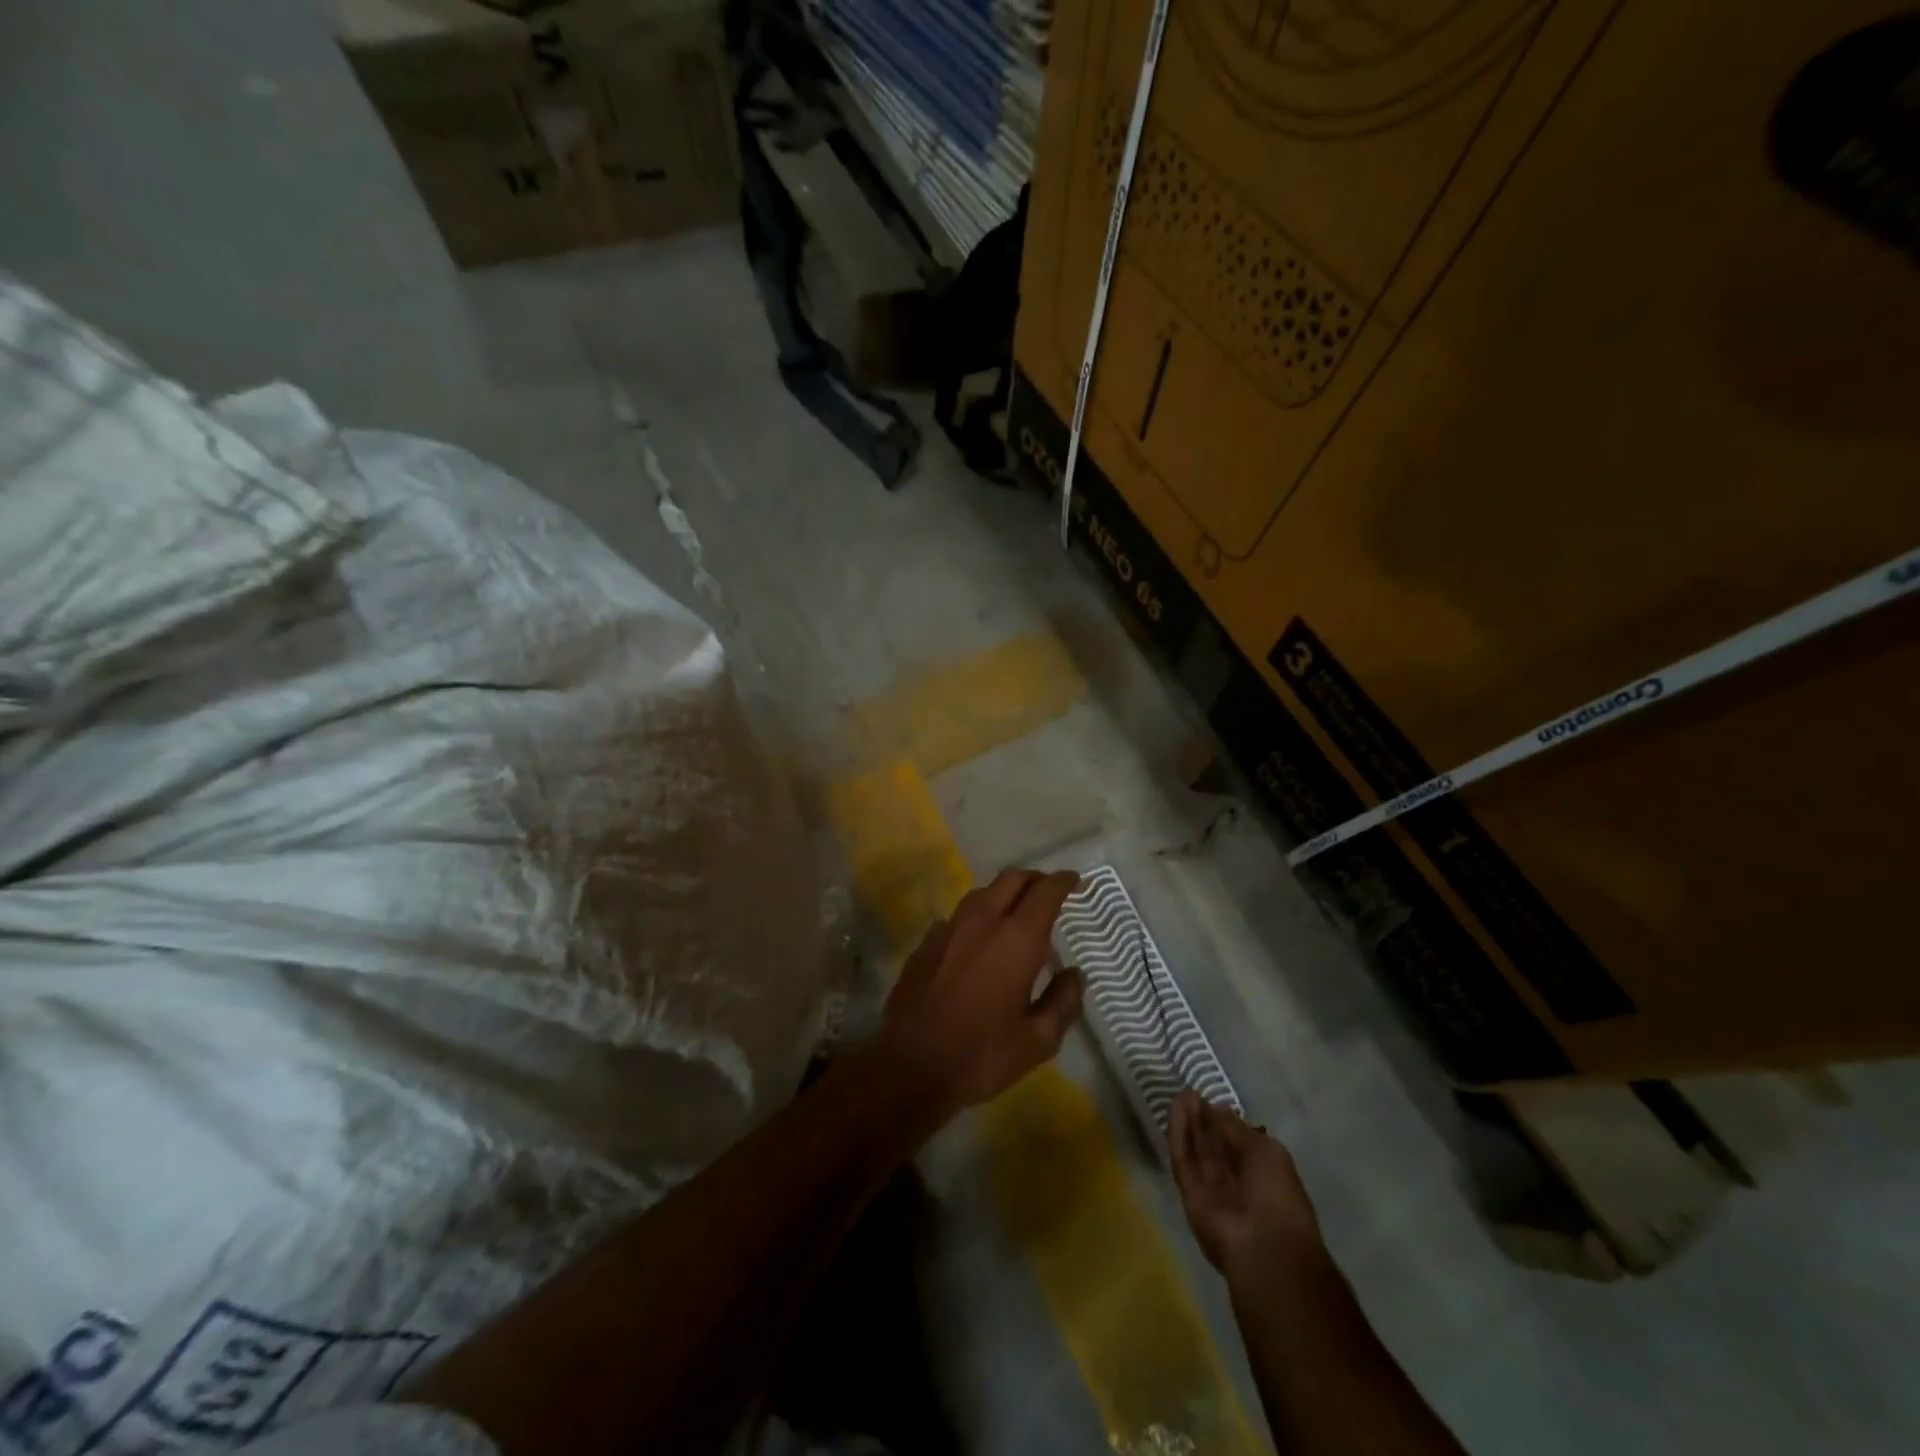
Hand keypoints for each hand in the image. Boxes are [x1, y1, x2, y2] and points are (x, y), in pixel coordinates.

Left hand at [877, 868, 1084, 1122]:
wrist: (909, 1067)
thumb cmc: (980, 1055)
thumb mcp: (1037, 1041)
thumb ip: (1063, 1002)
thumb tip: (1074, 974)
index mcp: (1016, 940)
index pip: (1045, 892)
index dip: (1063, 882)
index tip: (1076, 882)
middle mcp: (982, 922)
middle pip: (1012, 879)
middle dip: (1035, 879)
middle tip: (1050, 893)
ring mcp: (949, 929)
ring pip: (982, 893)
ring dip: (1005, 894)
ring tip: (1017, 916)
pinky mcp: (926, 942)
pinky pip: (959, 916)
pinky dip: (978, 917)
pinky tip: (980, 942)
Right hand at [1170, 1091, 1321, 1284]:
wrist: (1264, 1247)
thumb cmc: (1277, 1195)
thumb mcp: (1265, 1151)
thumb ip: (1236, 1129)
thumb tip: (1217, 1108)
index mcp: (1263, 1174)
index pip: (1239, 1143)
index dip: (1224, 1121)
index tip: (1209, 1099)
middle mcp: (1236, 1182)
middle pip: (1215, 1147)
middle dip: (1203, 1120)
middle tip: (1189, 1093)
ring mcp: (1212, 1190)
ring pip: (1197, 1152)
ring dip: (1189, 1123)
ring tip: (1180, 1096)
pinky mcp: (1190, 1195)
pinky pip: (1183, 1161)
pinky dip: (1178, 1135)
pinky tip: (1175, 1111)